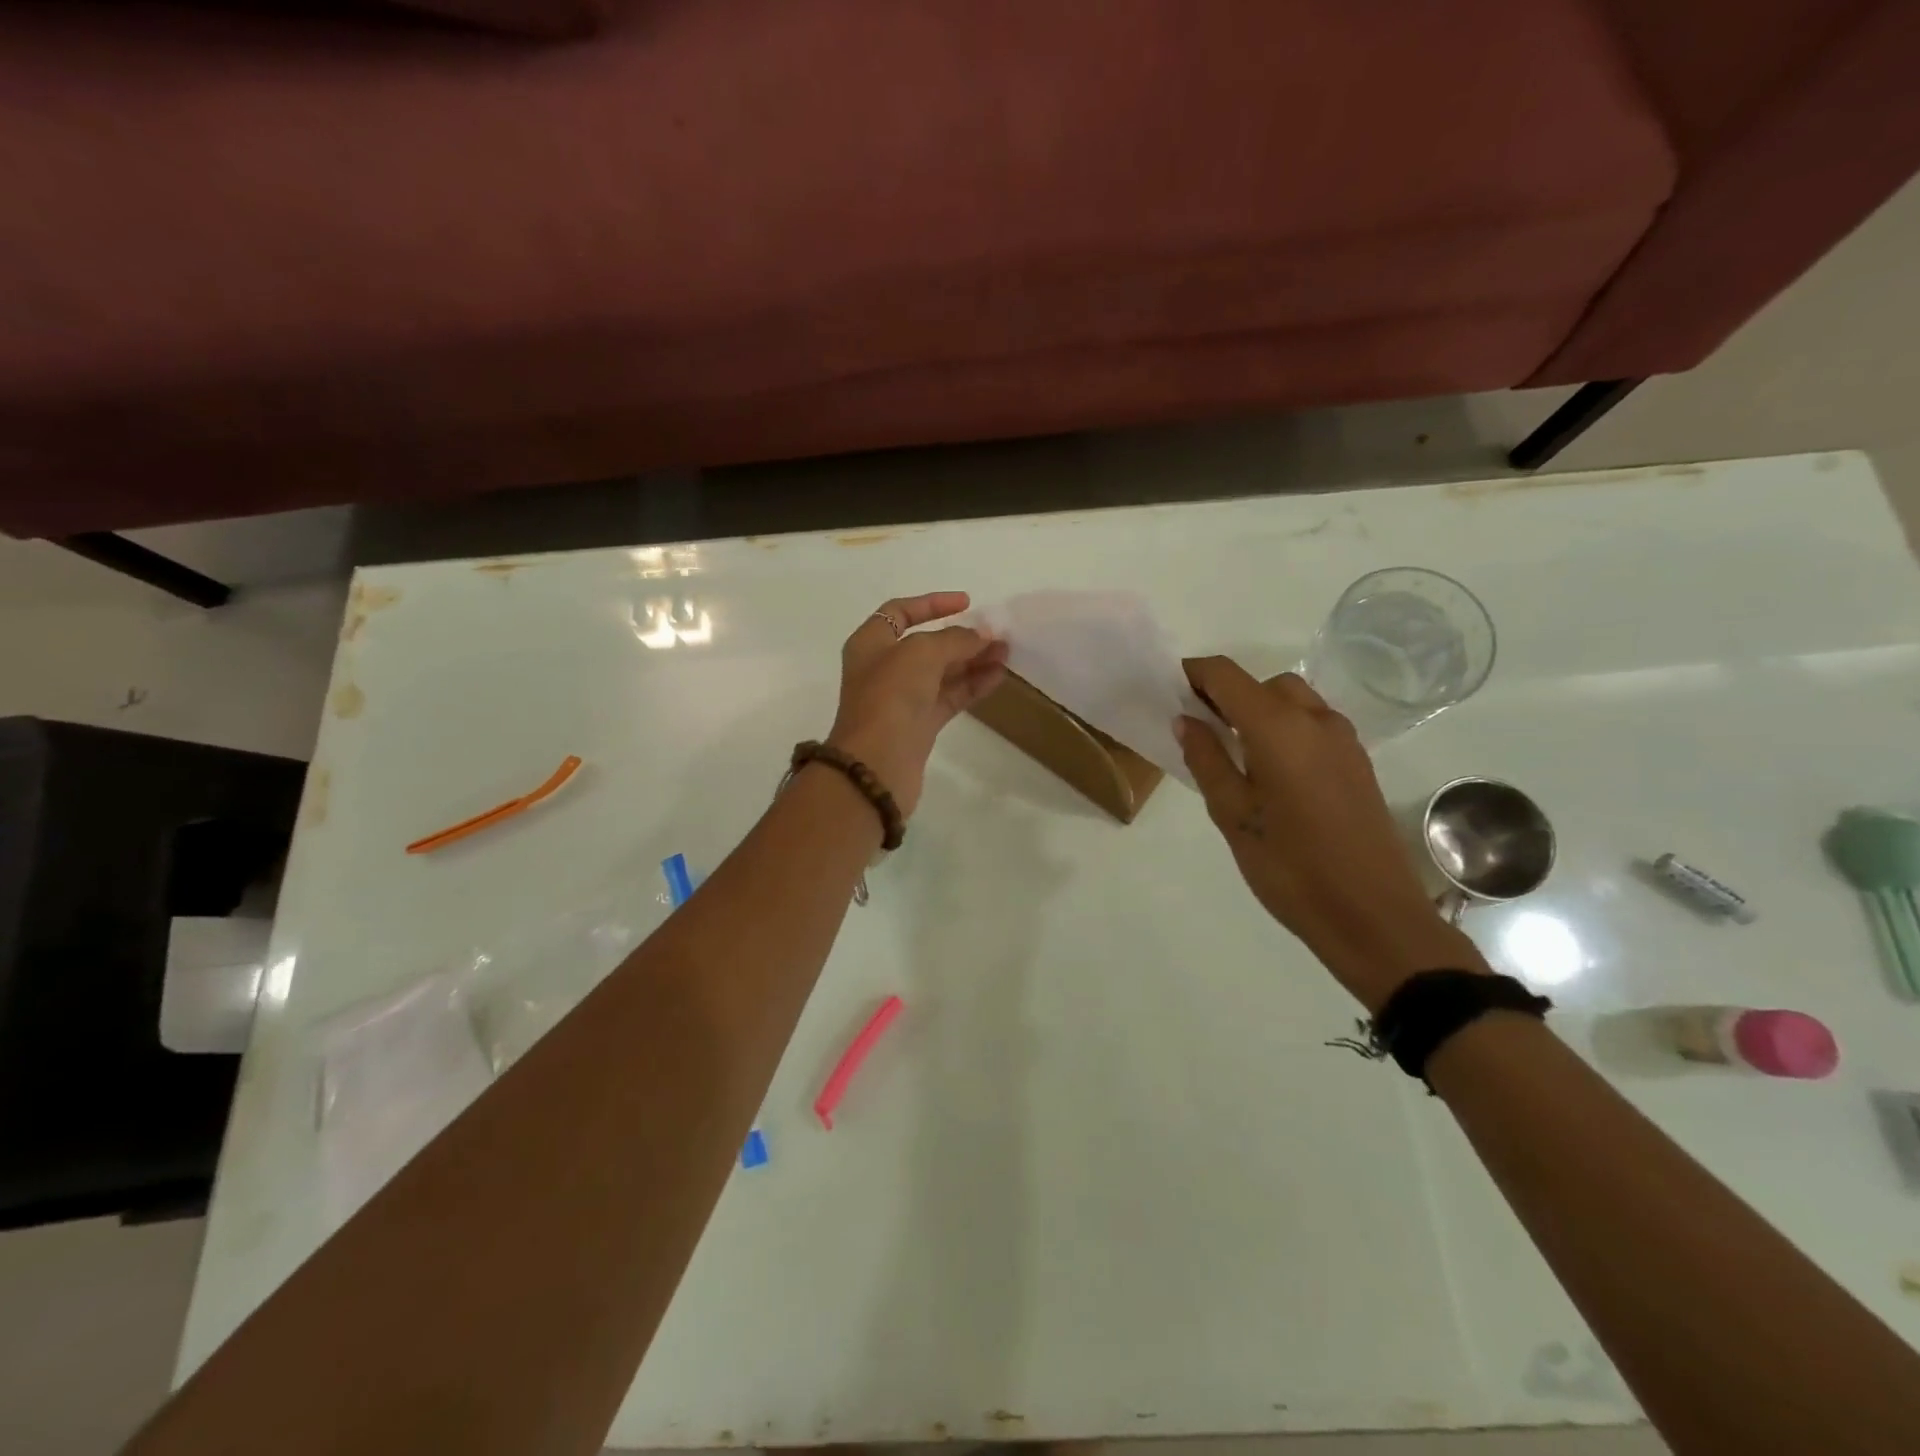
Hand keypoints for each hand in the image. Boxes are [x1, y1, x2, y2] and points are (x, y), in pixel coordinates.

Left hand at [826, 593, 1009, 817]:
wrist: (876, 764)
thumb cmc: (890, 697)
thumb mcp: (922, 653)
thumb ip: (955, 639)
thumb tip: (983, 636)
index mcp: (871, 643)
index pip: (899, 612)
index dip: (932, 604)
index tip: (967, 603)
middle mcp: (884, 668)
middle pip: (927, 644)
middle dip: (962, 637)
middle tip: (998, 634)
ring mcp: (902, 698)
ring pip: (942, 672)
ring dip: (973, 661)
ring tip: (1007, 653)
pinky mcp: (919, 725)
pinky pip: (949, 697)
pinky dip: (972, 685)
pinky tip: (998, 676)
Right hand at [1176, 657, 1486, 1010]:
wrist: (1372, 915)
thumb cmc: (1290, 867)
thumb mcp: (1233, 815)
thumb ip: (1206, 760)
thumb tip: (1186, 720)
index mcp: (1279, 728)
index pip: (1227, 675)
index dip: (1194, 674)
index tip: (1168, 692)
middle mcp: (1315, 720)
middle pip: (1262, 684)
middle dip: (1227, 695)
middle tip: (1198, 730)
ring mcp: (1343, 739)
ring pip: (1292, 701)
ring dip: (1258, 710)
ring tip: (1232, 752)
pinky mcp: (1357, 761)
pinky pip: (1312, 724)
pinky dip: (1284, 728)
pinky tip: (1269, 771)